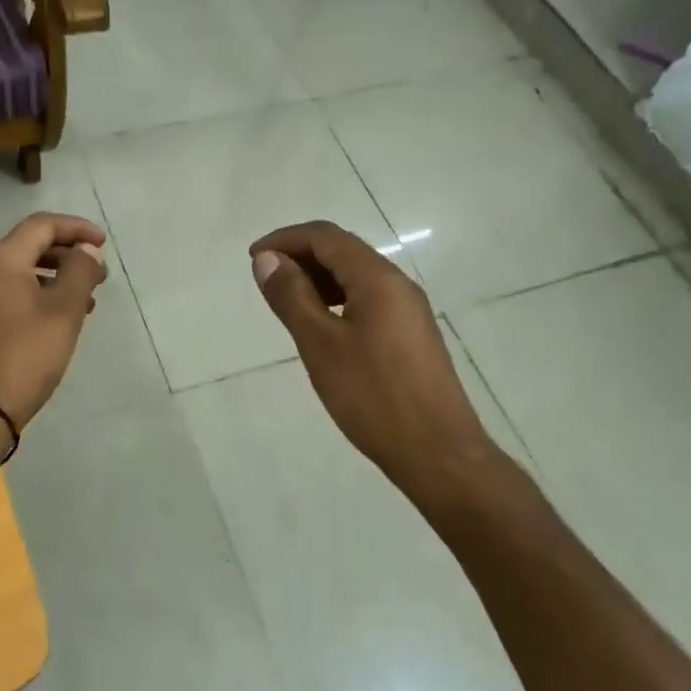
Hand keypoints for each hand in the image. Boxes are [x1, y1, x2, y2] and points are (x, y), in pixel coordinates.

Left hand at [0, 212, 107, 435]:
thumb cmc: (27, 354)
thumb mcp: (64, 311)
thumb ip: (80, 272)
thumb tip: (87, 249)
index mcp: (3, 260)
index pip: (42, 225)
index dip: (76, 228)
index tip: (103, 244)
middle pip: (32, 244)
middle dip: (69, 253)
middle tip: (100, 274)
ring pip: (25, 270)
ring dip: (59, 275)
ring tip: (89, 298)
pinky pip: (16, 291)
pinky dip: (43, 293)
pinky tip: (64, 316)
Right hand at [251, 221, 483, 478]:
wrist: (438, 454)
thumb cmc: (374, 396)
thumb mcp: (321, 345)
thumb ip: (292, 297)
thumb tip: (267, 259)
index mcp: (377, 279)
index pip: (326, 237)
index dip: (285, 239)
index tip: (253, 258)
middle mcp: (397, 284)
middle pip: (343, 251)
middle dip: (301, 256)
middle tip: (265, 280)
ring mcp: (408, 310)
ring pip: (356, 276)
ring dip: (318, 278)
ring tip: (286, 302)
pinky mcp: (411, 335)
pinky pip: (368, 299)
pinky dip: (337, 299)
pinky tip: (320, 326)